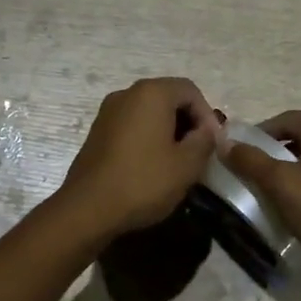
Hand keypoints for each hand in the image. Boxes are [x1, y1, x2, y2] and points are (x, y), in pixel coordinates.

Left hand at [59, 78, 221, 240]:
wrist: (87, 209)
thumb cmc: (143, 182)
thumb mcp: (187, 164)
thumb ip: (204, 140)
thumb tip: (208, 130)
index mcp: (151, 93)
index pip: (190, 90)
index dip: (207, 115)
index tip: (213, 144)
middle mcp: (127, 94)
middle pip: (168, 98)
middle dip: (188, 121)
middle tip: (199, 151)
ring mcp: (108, 112)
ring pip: (149, 112)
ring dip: (168, 131)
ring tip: (178, 160)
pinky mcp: (97, 132)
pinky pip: (131, 125)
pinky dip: (148, 137)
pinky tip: (153, 165)